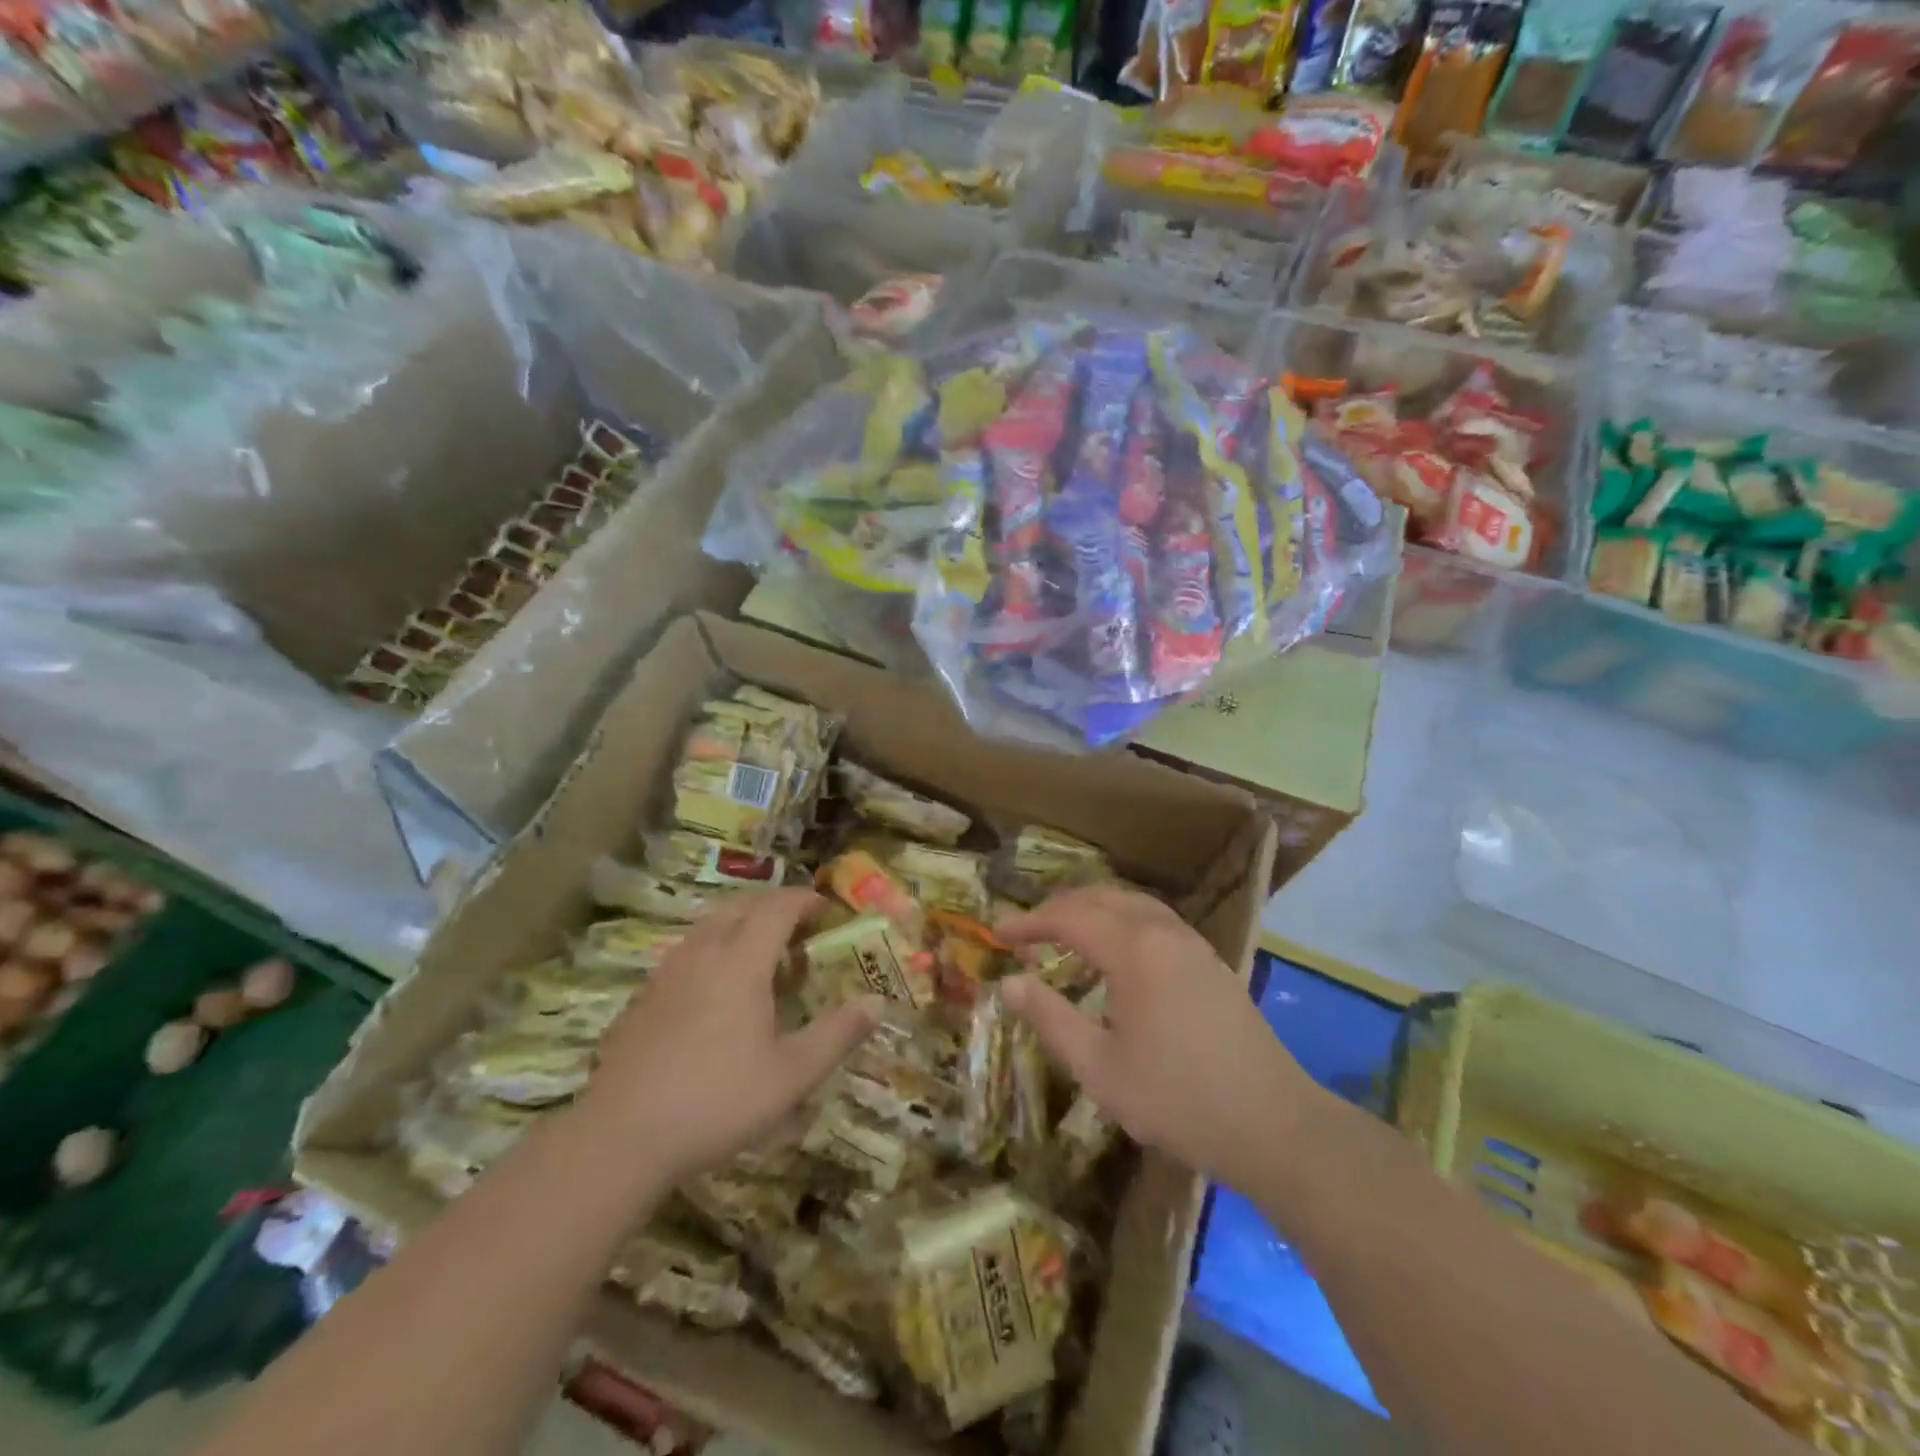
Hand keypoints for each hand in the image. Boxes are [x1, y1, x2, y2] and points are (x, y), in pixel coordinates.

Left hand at [581, 888, 877, 1183]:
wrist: (620, 1137)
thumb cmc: (717, 1100)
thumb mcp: (791, 1075)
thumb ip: (837, 1035)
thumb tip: (876, 1003)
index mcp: (741, 961)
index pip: (776, 909)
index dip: (802, 900)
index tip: (824, 907)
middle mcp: (703, 954)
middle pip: (740, 907)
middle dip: (772, 906)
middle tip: (797, 927)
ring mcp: (667, 973)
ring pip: (708, 927)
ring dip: (740, 925)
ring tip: (760, 956)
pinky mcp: (643, 998)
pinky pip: (686, 952)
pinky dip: (712, 950)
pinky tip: (715, 991)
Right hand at [997, 884, 1315, 1191]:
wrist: (1273, 1124)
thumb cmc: (1177, 1098)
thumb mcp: (1099, 1067)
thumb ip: (1050, 1017)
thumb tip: (1010, 983)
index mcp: (1134, 948)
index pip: (1069, 916)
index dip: (1028, 922)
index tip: (997, 935)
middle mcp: (1164, 931)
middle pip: (1102, 898)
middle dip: (1059, 909)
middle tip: (1027, 933)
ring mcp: (1193, 944)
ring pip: (1133, 904)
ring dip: (1093, 910)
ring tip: (1065, 934)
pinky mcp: (1211, 962)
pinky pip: (1155, 920)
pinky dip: (1122, 921)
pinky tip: (1116, 953)